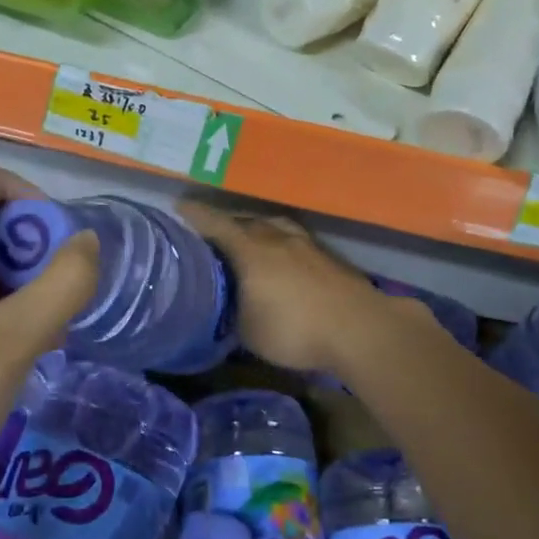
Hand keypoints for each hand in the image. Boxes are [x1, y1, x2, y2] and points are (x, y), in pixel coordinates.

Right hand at [179, 202, 381, 374]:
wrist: (359, 329)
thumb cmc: (294, 329)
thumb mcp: (248, 332)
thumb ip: (231, 314)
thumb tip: (225, 308)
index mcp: (251, 250)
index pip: (216, 225)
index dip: (196, 216)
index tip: (180, 207)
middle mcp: (277, 239)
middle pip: (247, 222)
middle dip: (228, 224)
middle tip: (213, 232)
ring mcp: (308, 246)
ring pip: (276, 227)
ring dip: (260, 229)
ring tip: (251, 239)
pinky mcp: (330, 260)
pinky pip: (296, 242)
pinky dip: (283, 245)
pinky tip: (284, 260)